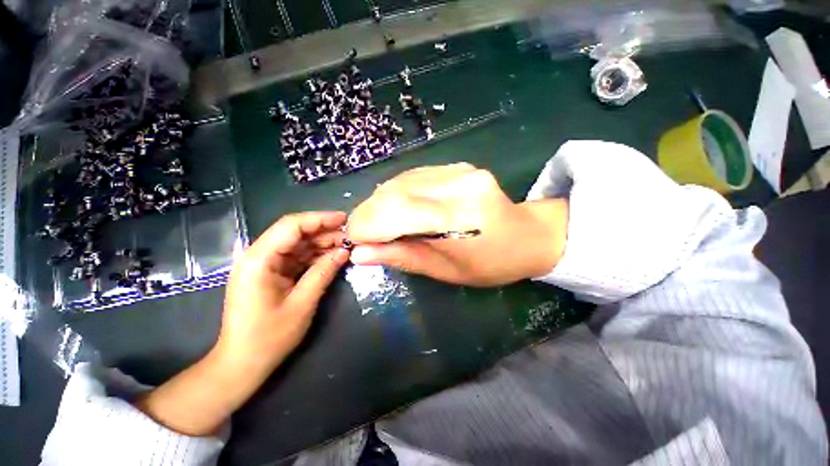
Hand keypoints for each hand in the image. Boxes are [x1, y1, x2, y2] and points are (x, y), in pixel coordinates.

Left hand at [136, 212, 349, 435]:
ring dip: (322, 243)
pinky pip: (296, 257)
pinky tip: (333, 257)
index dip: (320, 219)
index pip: (291, 226)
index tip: (345, 219)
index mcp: (259, 260)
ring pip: (298, 244)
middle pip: (295, 232)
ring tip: (346, 245)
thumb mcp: (302, 303)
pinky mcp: (271, 273)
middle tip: (351, 235)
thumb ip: (323, 272)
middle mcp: (258, 256)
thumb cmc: (269, 337)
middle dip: (324, 231)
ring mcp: (264, 265)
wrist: (242, 363)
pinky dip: (315, 256)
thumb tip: (344, 251)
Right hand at [347, 163, 567, 285]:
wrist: (527, 234)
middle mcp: (458, 184)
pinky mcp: (457, 166)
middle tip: (362, 234)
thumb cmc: (491, 263)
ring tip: (378, 224)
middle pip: (394, 192)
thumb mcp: (447, 271)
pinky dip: (396, 193)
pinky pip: (413, 177)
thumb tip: (360, 253)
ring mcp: (458, 169)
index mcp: (460, 216)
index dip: (368, 225)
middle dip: (369, 214)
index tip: (354, 241)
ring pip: (399, 181)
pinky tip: (397, 209)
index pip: (397, 212)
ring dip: (380, 203)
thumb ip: (404, 257)